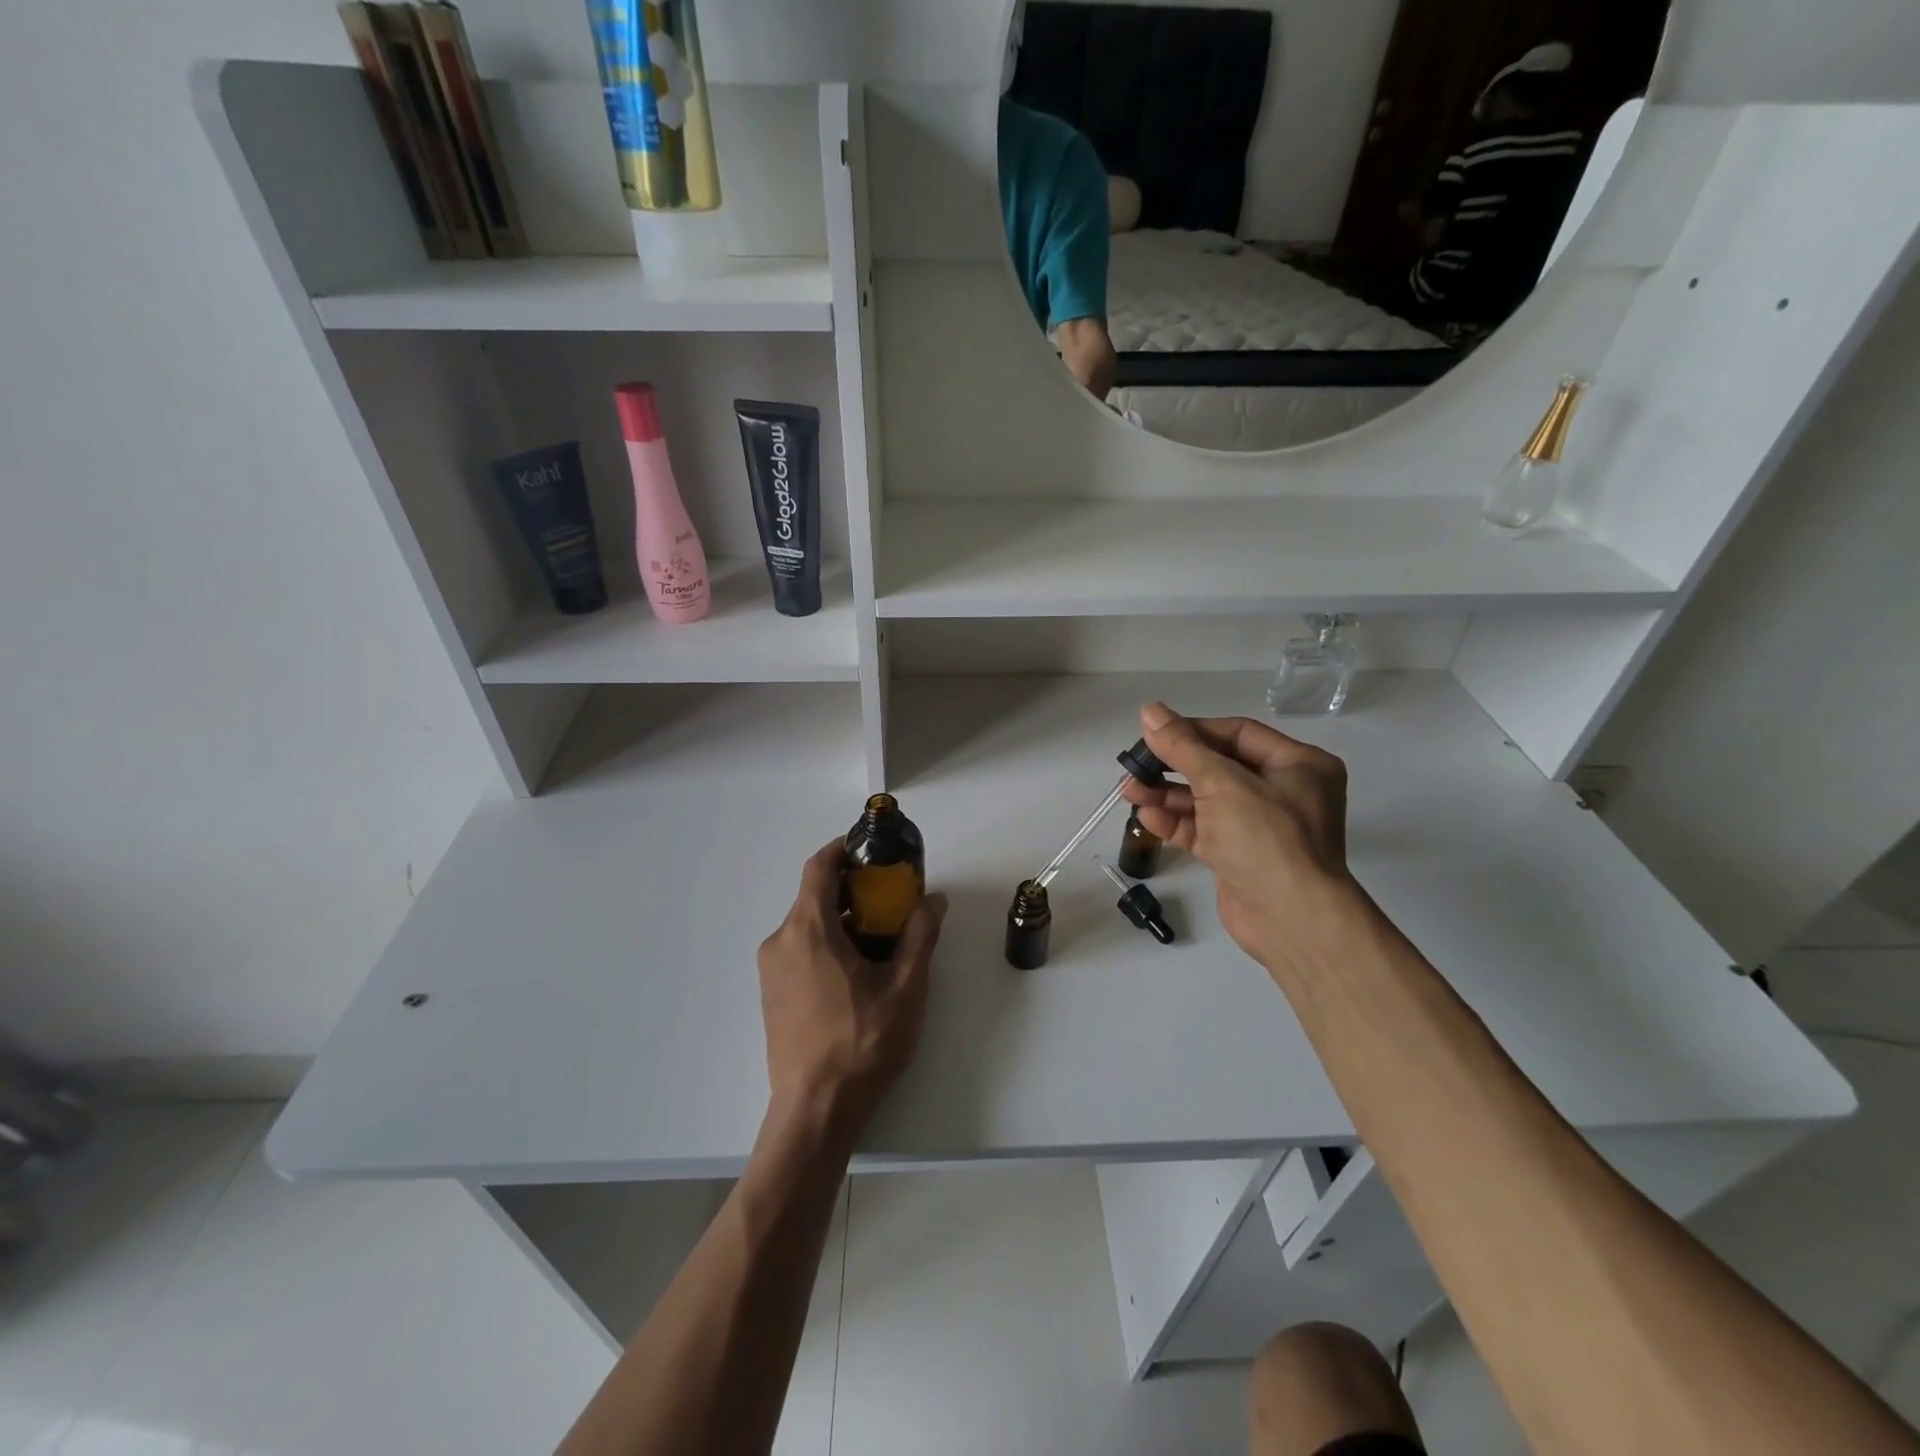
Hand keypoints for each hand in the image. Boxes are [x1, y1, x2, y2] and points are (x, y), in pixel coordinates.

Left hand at [757, 841, 947, 1149]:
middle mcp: (780, 941)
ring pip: (807, 925)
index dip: (842, 850)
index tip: (870, 849)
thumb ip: (921, 935)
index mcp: (808, 929)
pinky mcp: (770, 994)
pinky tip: (855, 971)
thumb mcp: (905, 986)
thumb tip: (935, 900)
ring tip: (880, 937)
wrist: (815, 1110)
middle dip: (852, 889)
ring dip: (841, 919)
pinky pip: (798, 950)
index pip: (818, 867)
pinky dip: (826, 943)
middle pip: (814, 896)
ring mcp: (770, 970)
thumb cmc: (862, 1042)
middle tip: (890, 898)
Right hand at [1121, 702, 1354, 972]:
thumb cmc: (1266, 839)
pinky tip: (1146, 818)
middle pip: (1218, 766)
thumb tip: (1149, 710)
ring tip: (1129, 791)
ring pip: (1206, 800)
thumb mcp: (1221, 783)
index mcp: (1298, 764)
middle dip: (1173, 766)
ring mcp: (1261, 826)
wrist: (1291, 920)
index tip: (1153, 733)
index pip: (1237, 733)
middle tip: (1134, 764)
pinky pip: (1204, 829)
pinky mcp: (1240, 856)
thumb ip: (1182, 747)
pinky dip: (1176, 823)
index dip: (1193, 730)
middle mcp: (1283, 791)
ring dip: (1167, 795)